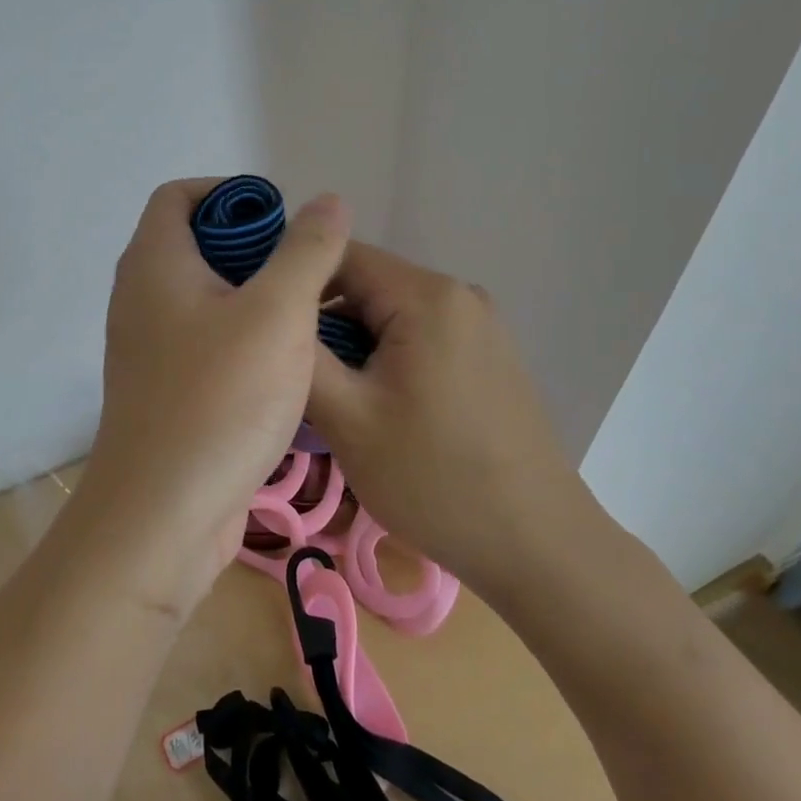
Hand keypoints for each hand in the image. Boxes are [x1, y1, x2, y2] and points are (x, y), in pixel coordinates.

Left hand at [70, 178, 351, 618]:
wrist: (162, 517)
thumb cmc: (220, 401)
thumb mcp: (278, 314)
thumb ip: (306, 251)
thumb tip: (327, 201)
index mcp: (154, 264)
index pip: (177, 195)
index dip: (229, 194)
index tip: (280, 220)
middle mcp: (140, 297)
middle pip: (192, 243)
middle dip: (251, 247)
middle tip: (305, 270)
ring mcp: (147, 347)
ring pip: (202, 296)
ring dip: (251, 294)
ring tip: (305, 314)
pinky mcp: (163, 389)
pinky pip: (203, 339)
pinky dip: (240, 335)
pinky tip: (283, 364)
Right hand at [306, 242, 600, 591]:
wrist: (537, 545)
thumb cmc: (434, 479)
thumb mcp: (348, 418)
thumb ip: (301, 356)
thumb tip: (271, 311)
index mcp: (427, 296)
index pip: (339, 255)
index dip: (294, 283)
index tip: (263, 327)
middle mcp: (460, 294)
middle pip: (367, 284)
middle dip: (324, 321)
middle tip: (294, 374)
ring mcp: (481, 324)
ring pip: (392, 312)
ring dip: (354, 343)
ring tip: (331, 396)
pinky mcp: (490, 354)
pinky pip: (421, 335)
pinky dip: (388, 356)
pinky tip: (378, 405)